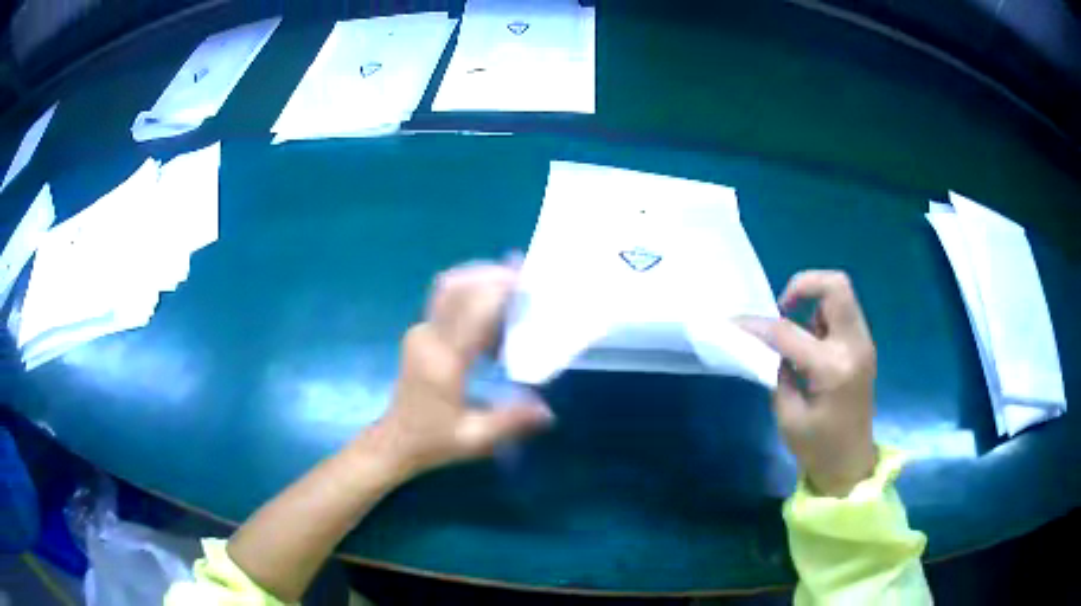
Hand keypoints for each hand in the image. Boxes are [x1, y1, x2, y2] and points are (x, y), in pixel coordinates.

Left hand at [366, 262, 553, 477]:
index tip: (530, 283)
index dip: (500, 289)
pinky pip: (446, 299)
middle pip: (457, 286)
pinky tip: (494, 308)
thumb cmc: (434, 441)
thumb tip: (548, 410)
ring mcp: (420, 332)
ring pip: (448, 287)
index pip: (472, 310)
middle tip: (527, 277)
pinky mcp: (420, 333)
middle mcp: (428, 338)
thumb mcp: (475, 439)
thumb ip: (511, 421)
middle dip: (492, 274)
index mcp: (443, 362)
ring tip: (513, 285)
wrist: (396, 441)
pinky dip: (471, 291)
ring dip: (480, 278)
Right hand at [740, 271, 877, 496]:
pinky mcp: (863, 347)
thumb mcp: (787, 415)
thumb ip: (778, 373)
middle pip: (835, 286)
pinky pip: (843, 314)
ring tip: (798, 334)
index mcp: (832, 368)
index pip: (789, 332)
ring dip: (814, 303)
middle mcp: (853, 346)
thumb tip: (771, 345)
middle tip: (782, 307)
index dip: (757, 325)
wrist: (851, 463)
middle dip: (803, 285)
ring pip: (840, 295)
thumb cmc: (818, 448)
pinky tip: (811, 345)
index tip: (734, 322)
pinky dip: (822, 317)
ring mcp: (863, 343)